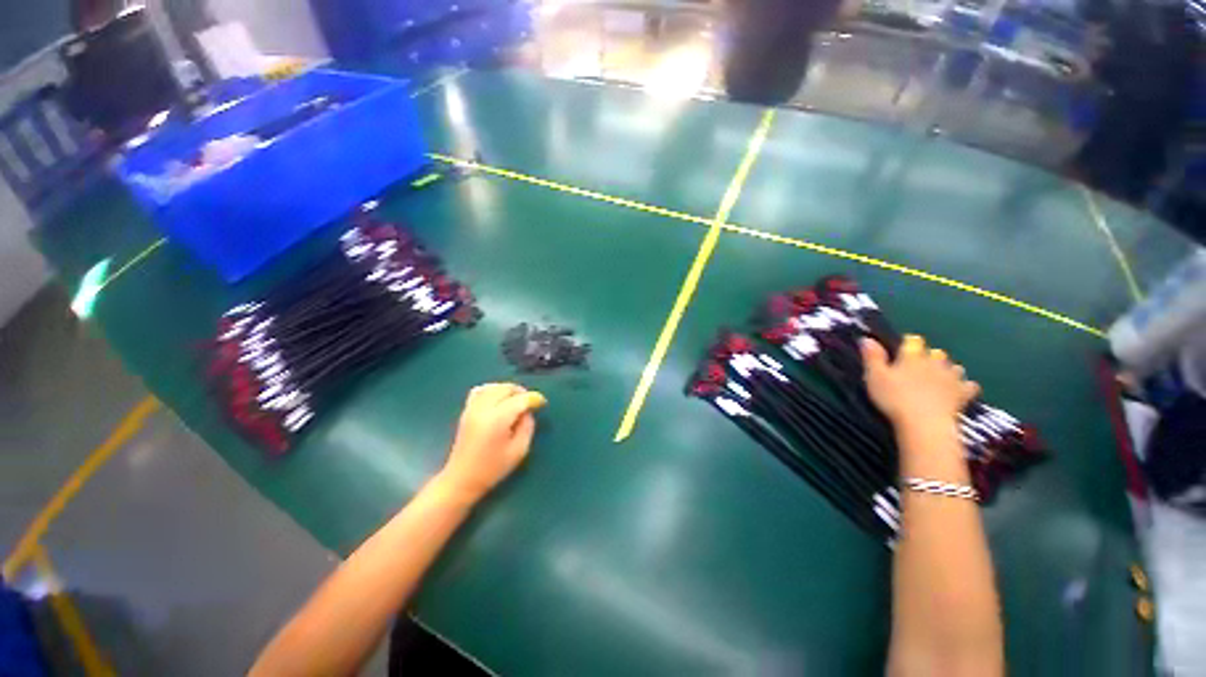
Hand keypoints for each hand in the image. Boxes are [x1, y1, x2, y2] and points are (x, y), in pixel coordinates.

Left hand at [436, 383, 546, 503]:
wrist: (461, 479)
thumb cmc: (493, 468)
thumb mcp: (519, 450)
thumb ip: (527, 426)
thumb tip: (528, 411)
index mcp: (498, 420)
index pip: (520, 399)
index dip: (534, 399)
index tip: (542, 403)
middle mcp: (483, 409)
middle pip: (506, 388)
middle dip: (521, 392)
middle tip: (530, 403)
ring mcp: (472, 408)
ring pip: (494, 386)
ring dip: (508, 390)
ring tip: (516, 400)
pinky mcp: (466, 410)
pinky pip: (480, 390)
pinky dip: (492, 390)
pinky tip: (498, 399)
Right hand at [861, 335, 978, 430]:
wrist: (925, 423)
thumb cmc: (894, 398)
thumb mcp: (874, 377)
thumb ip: (872, 357)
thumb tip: (866, 338)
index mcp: (912, 357)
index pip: (913, 341)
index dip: (908, 343)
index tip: (900, 350)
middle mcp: (934, 362)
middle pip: (936, 352)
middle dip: (929, 356)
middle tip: (917, 367)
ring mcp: (952, 378)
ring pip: (954, 367)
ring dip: (947, 369)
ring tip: (938, 377)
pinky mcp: (963, 394)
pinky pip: (970, 385)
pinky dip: (965, 386)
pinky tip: (960, 390)